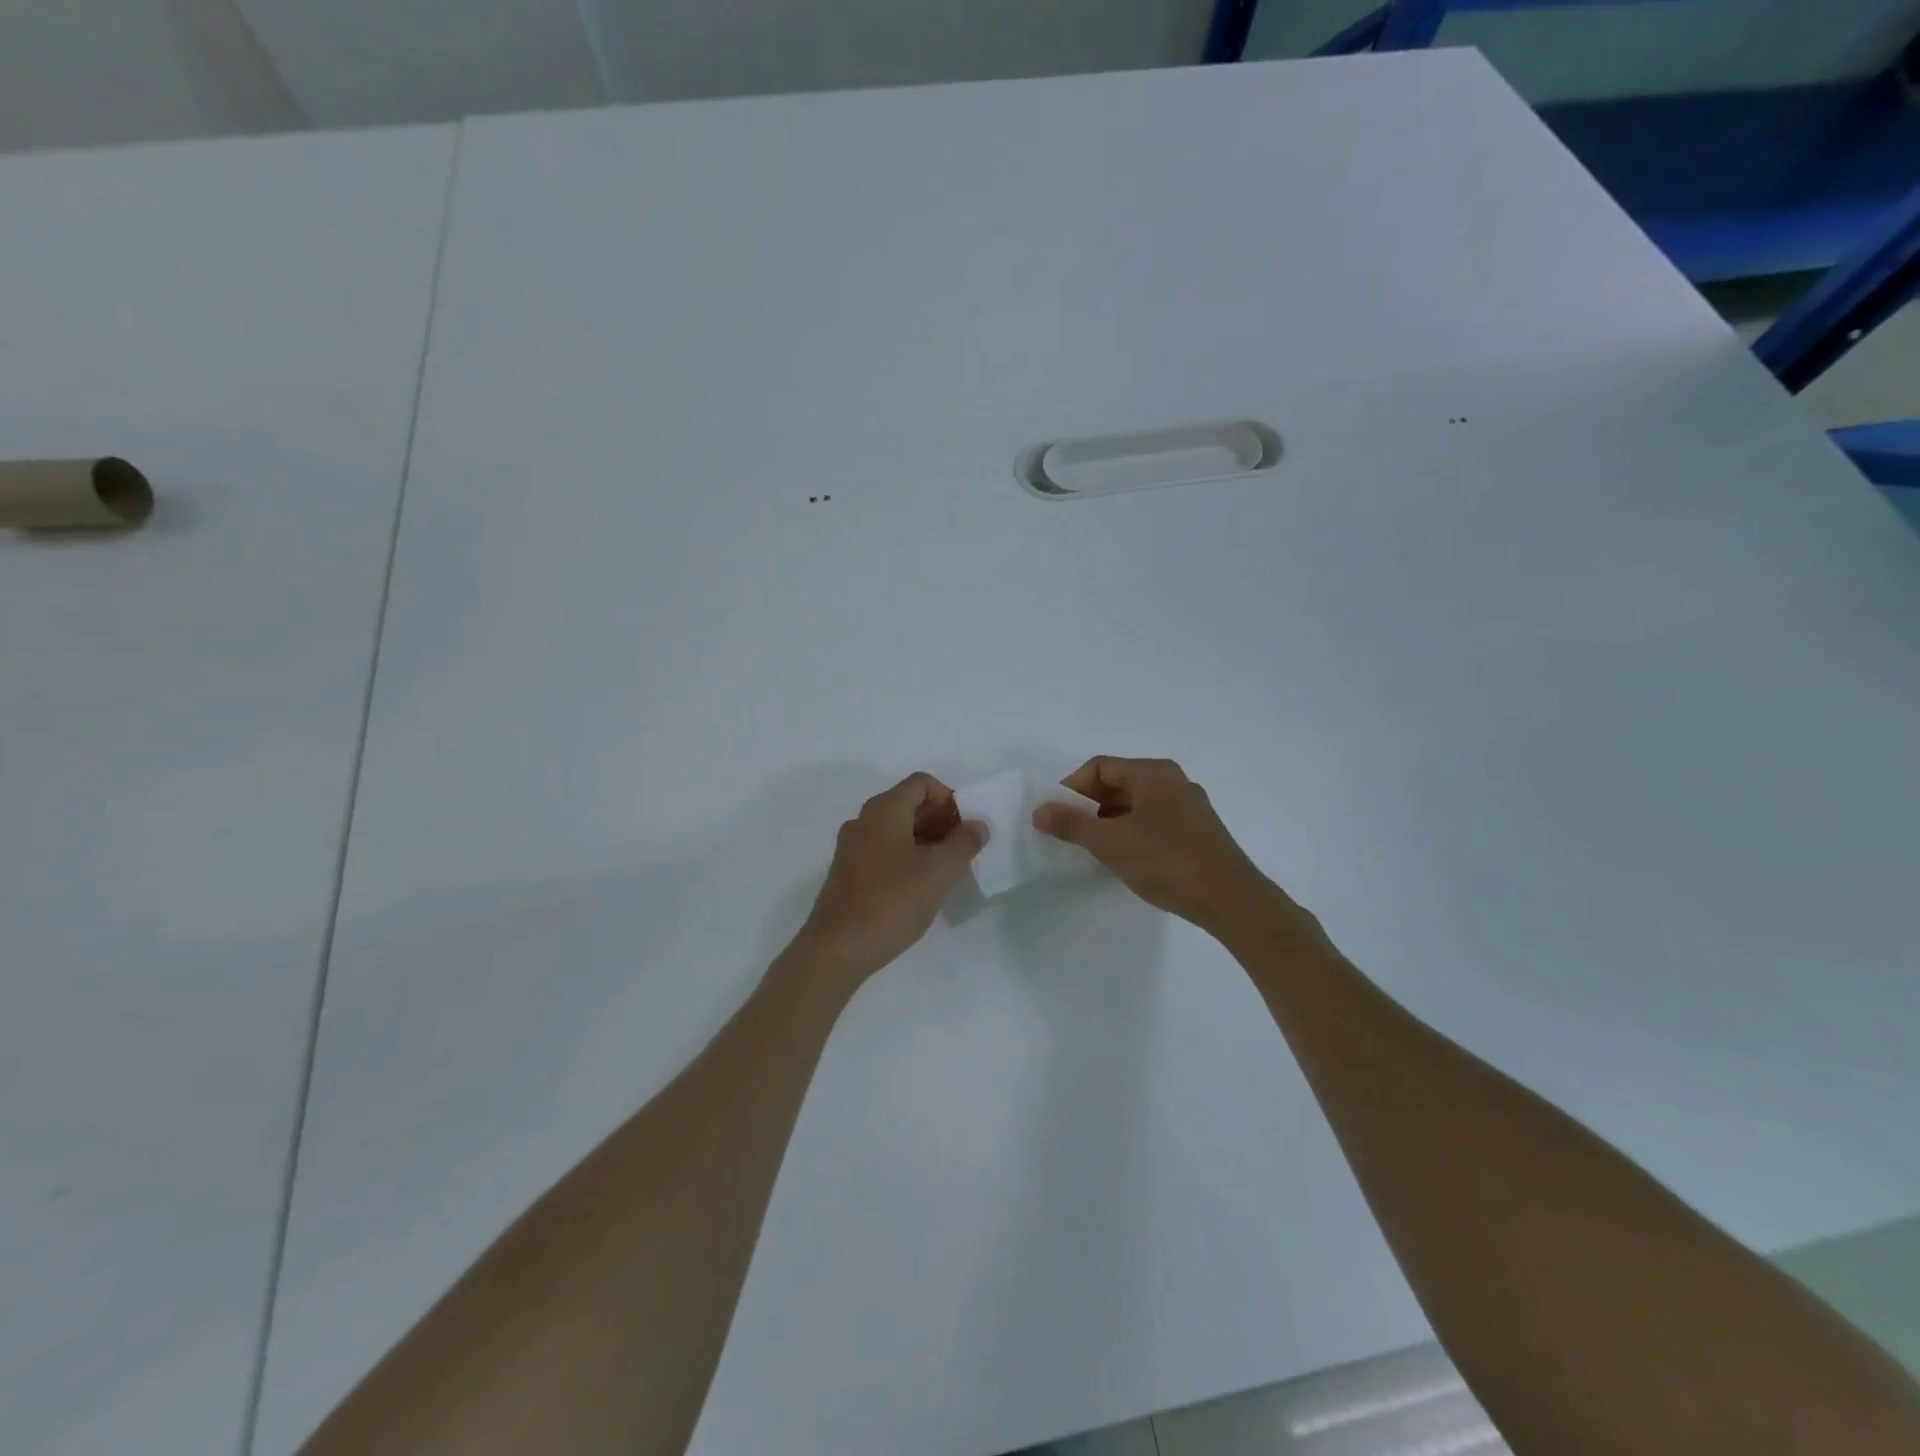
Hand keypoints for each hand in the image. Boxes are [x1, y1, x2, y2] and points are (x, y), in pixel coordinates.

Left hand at [790, 773, 985, 982]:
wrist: (837, 949)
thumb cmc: (892, 902)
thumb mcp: (939, 872)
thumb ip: (964, 843)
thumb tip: (977, 825)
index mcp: (884, 810)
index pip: (921, 783)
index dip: (949, 799)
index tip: (966, 829)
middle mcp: (864, 821)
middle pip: (909, 804)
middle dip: (941, 821)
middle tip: (963, 851)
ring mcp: (852, 848)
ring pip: (897, 830)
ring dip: (926, 841)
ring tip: (947, 872)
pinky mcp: (847, 873)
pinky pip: (884, 851)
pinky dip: (907, 858)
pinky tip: (921, 888)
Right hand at [1032, 756, 1272, 928]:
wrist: (1230, 900)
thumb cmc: (1166, 861)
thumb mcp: (1111, 842)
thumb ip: (1071, 824)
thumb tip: (1038, 811)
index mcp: (1153, 773)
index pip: (1099, 767)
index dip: (1071, 787)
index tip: (1055, 815)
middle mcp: (1172, 781)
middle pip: (1118, 783)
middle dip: (1088, 805)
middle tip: (1068, 833)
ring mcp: (1188, 806)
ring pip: (1135, 804)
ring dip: (1108, 821)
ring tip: (1091, 849)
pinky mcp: (1197, 831)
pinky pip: (1153, 821)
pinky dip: (1130, 832)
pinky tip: (1123, 858)